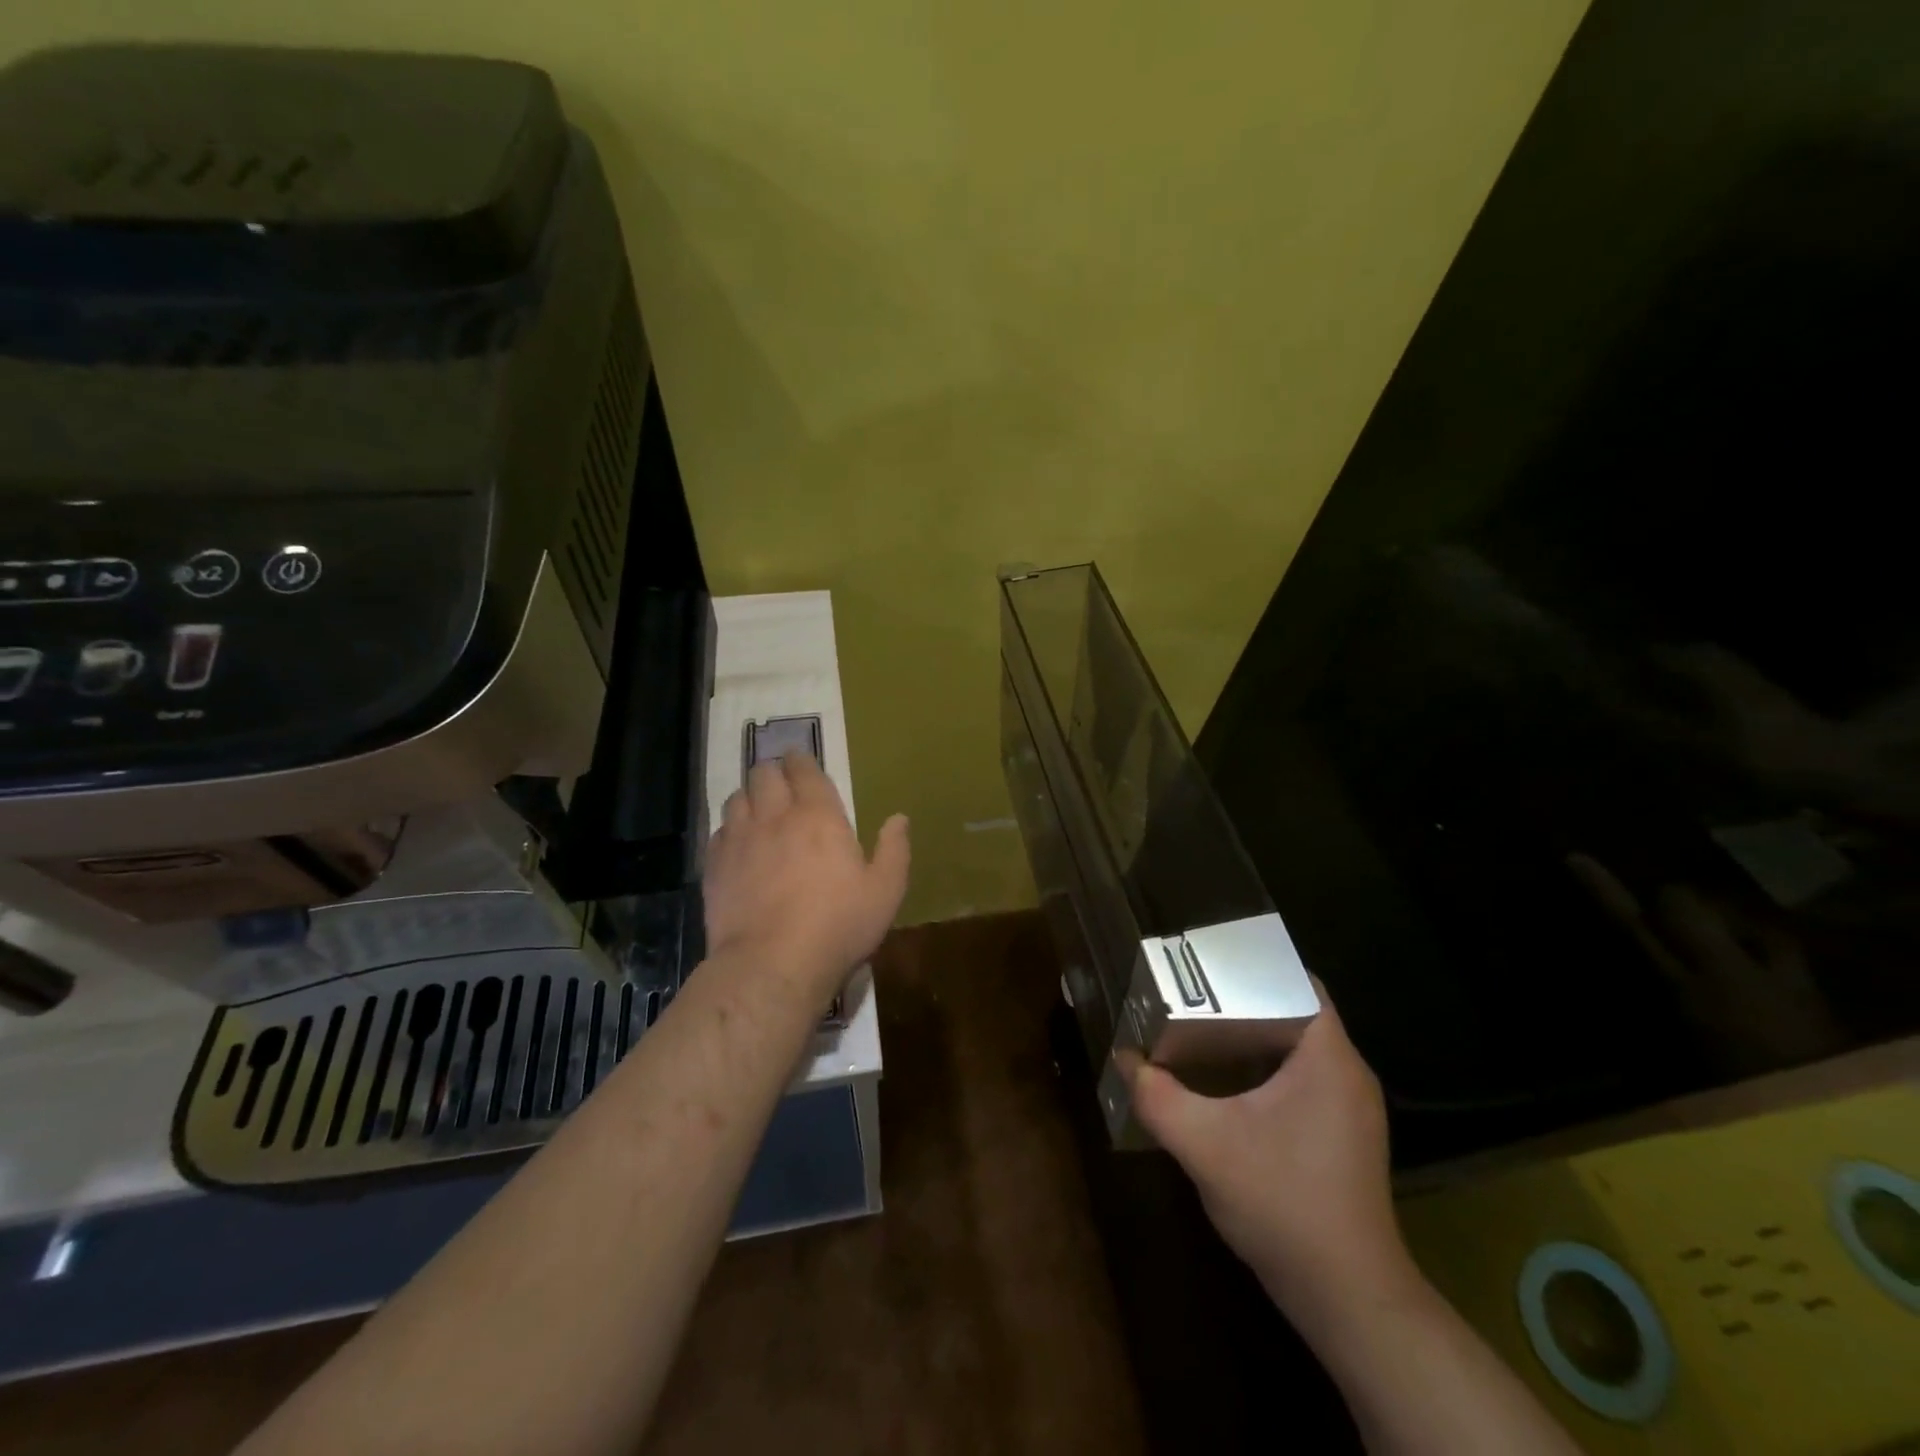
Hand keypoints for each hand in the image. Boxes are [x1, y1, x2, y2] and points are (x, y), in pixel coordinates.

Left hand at [704, 753, 909, 1003]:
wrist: (773, 964)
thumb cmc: (838, 925)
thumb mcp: (884, 891)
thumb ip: (894, 850)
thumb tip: (899, 818)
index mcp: (819, 815)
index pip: (804, 770)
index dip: (801, 760)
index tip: (801, 760)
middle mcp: (775, 816)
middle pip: (764, 774)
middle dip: (773, 772)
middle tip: (782, 784)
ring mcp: (740, 839)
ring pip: (737, 797)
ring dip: (749, 797)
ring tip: (758, 810)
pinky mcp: (715, 866)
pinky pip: (719, 831)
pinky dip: (730, 829)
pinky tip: (738, 844)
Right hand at [1124, 992, 1415, 1327]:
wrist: (1347, 1300)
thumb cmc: (1283, 1204)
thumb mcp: (1204, 1145)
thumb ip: (1156, 1096)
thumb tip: (1123, 1058)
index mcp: (1329, 1058)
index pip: (1298, 981)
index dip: (1253, 965)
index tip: (1206, 964)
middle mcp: (1347, 1073)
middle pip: (1292, 1010)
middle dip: (1241, 998)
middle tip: (1189, 993)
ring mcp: (1348, 1108)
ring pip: (1296, 1047)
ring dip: (1250, 1035)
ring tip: (1198, 1028)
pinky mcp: (1341, 1136)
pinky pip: (1300, 1078)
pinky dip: (1263, 1067)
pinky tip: (1224, 1083)